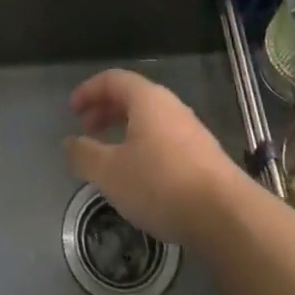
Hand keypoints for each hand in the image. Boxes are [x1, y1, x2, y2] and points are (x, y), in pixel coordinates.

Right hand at [64, 69, 242, 244]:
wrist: (226, 215)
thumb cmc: (160, 183)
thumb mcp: (110, 172)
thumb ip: (85, 155)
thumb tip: (69, 143)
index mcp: (147, 99)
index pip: (113, 79)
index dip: (89, 90)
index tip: (72, 110)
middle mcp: (170, 106)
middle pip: (132, 97)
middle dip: (106, 110)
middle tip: (87, 130)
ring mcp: (191, 130)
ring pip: (150, 119)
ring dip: (125, 130)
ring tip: (110, 156)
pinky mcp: (204, 156)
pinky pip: (165, 139)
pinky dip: (144, 146)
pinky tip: (140, 176)